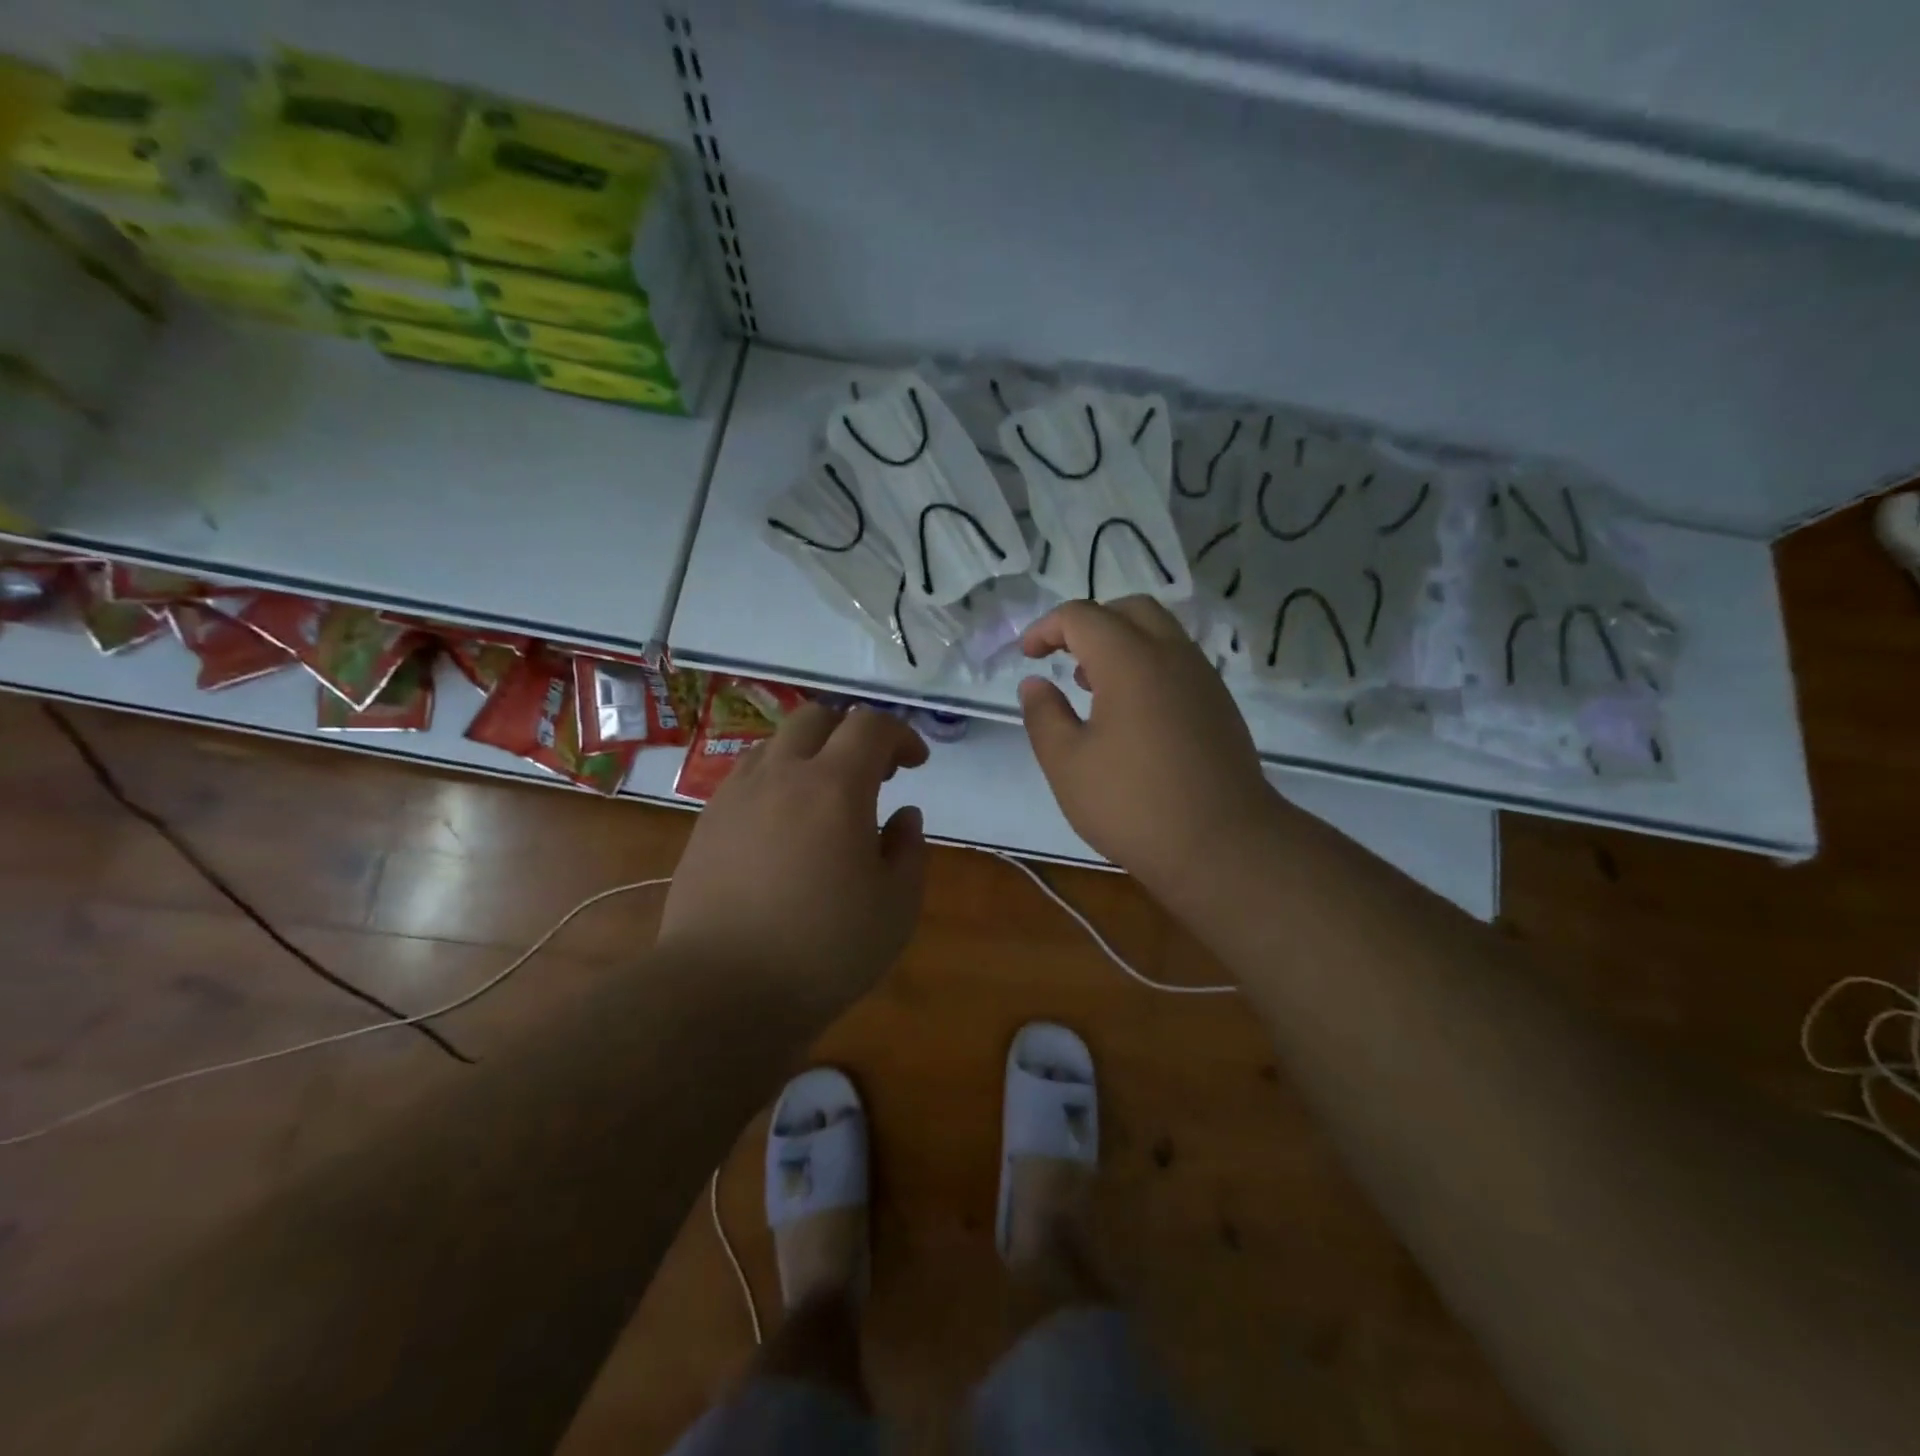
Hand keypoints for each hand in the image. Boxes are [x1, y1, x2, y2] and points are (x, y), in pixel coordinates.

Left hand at [660, 704, 929, 1012]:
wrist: (721, 991)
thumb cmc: (824, 950)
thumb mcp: (896, 907)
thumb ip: (908, 849)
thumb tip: (903, 815)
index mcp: (835, 787)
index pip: (870, 726)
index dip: (901, 734)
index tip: (915, 764)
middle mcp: (782, 775)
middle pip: (817, 717)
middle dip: (852, 732)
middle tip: (873, 772)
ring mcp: (736, 795)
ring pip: (776, 743)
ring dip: (811, 753)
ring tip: (826, 797)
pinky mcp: (707, 822)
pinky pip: (747, 776)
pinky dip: (776, 779)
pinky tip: (784, 824)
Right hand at [1019, 597, 1275, 906]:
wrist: (1223, 845)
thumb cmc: (1133, 804)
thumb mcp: (1067, 764)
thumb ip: (1044, 715)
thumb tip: (1035, 683)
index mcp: (1129, 660)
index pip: (1081, 616)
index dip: (1046, 628)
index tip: (1026, 656)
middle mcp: (1171, 655)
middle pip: (1128, 609)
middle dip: (1089, 623)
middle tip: (1063, 658)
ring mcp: (1202, 678)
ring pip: (1160, 632)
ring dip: (1121, 643)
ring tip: (1092, 686)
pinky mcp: (1219, 704)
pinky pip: (1178, 661)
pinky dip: (1147, 664)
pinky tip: (1131, 713)